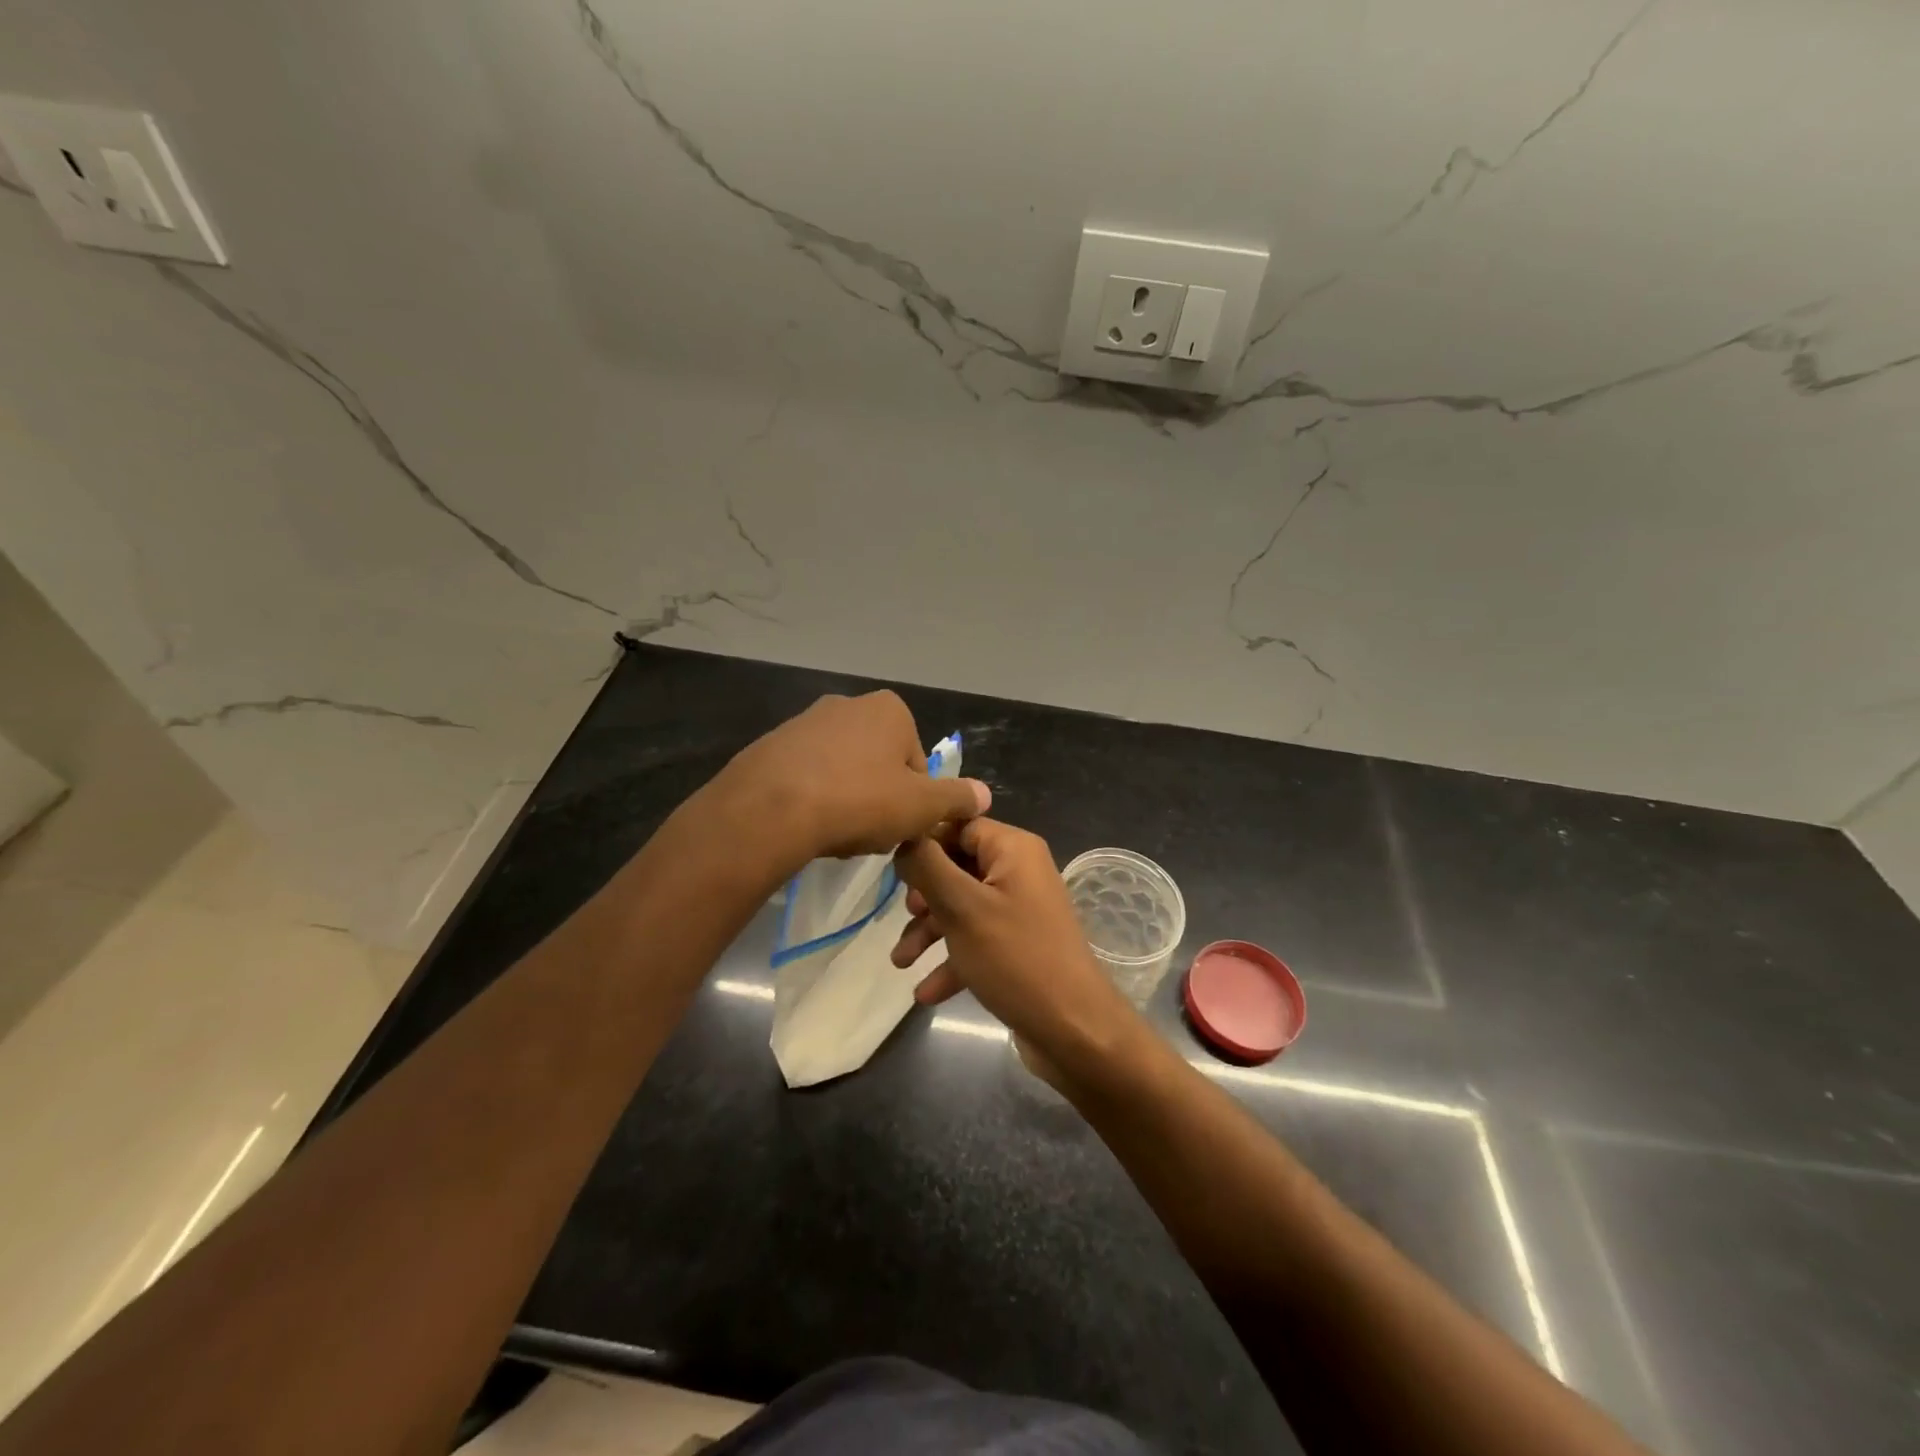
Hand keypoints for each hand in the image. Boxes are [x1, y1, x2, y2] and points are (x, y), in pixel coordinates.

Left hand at [713, 691, 989, 869]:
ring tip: (835, 832)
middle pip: (880, 763)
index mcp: (890, 710)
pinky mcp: (771, 745)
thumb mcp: (921, 807)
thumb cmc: (859, 801)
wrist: (769, 809)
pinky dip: (812, 797)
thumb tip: (984, 794)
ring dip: (846, 799)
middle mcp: (848, 704)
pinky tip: (806, 824)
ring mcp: (805, 722)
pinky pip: (806, 776)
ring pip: (843, 770)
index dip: (915, 800)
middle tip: (869, 832)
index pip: (918, 762)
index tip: (900, 826)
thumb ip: (957, 798)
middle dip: (879, 797)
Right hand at [891, 819, 1140, 1085]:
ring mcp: (1020, 910)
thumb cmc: (1015, 958)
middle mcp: (1019, 872)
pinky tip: (926, 993)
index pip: (959, 824)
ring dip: (930, 932)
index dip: (924, 841)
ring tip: (901, 962)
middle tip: (906, 915)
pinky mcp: (1019, 946)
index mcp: (1013, 849)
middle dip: (924, 894)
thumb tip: (904, 836)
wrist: (1073, 1030)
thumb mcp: (961, 907)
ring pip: (962, 907)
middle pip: (957, 866)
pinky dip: (952, 960)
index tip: (892, 867)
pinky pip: (977, 940)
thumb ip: (926, 865)